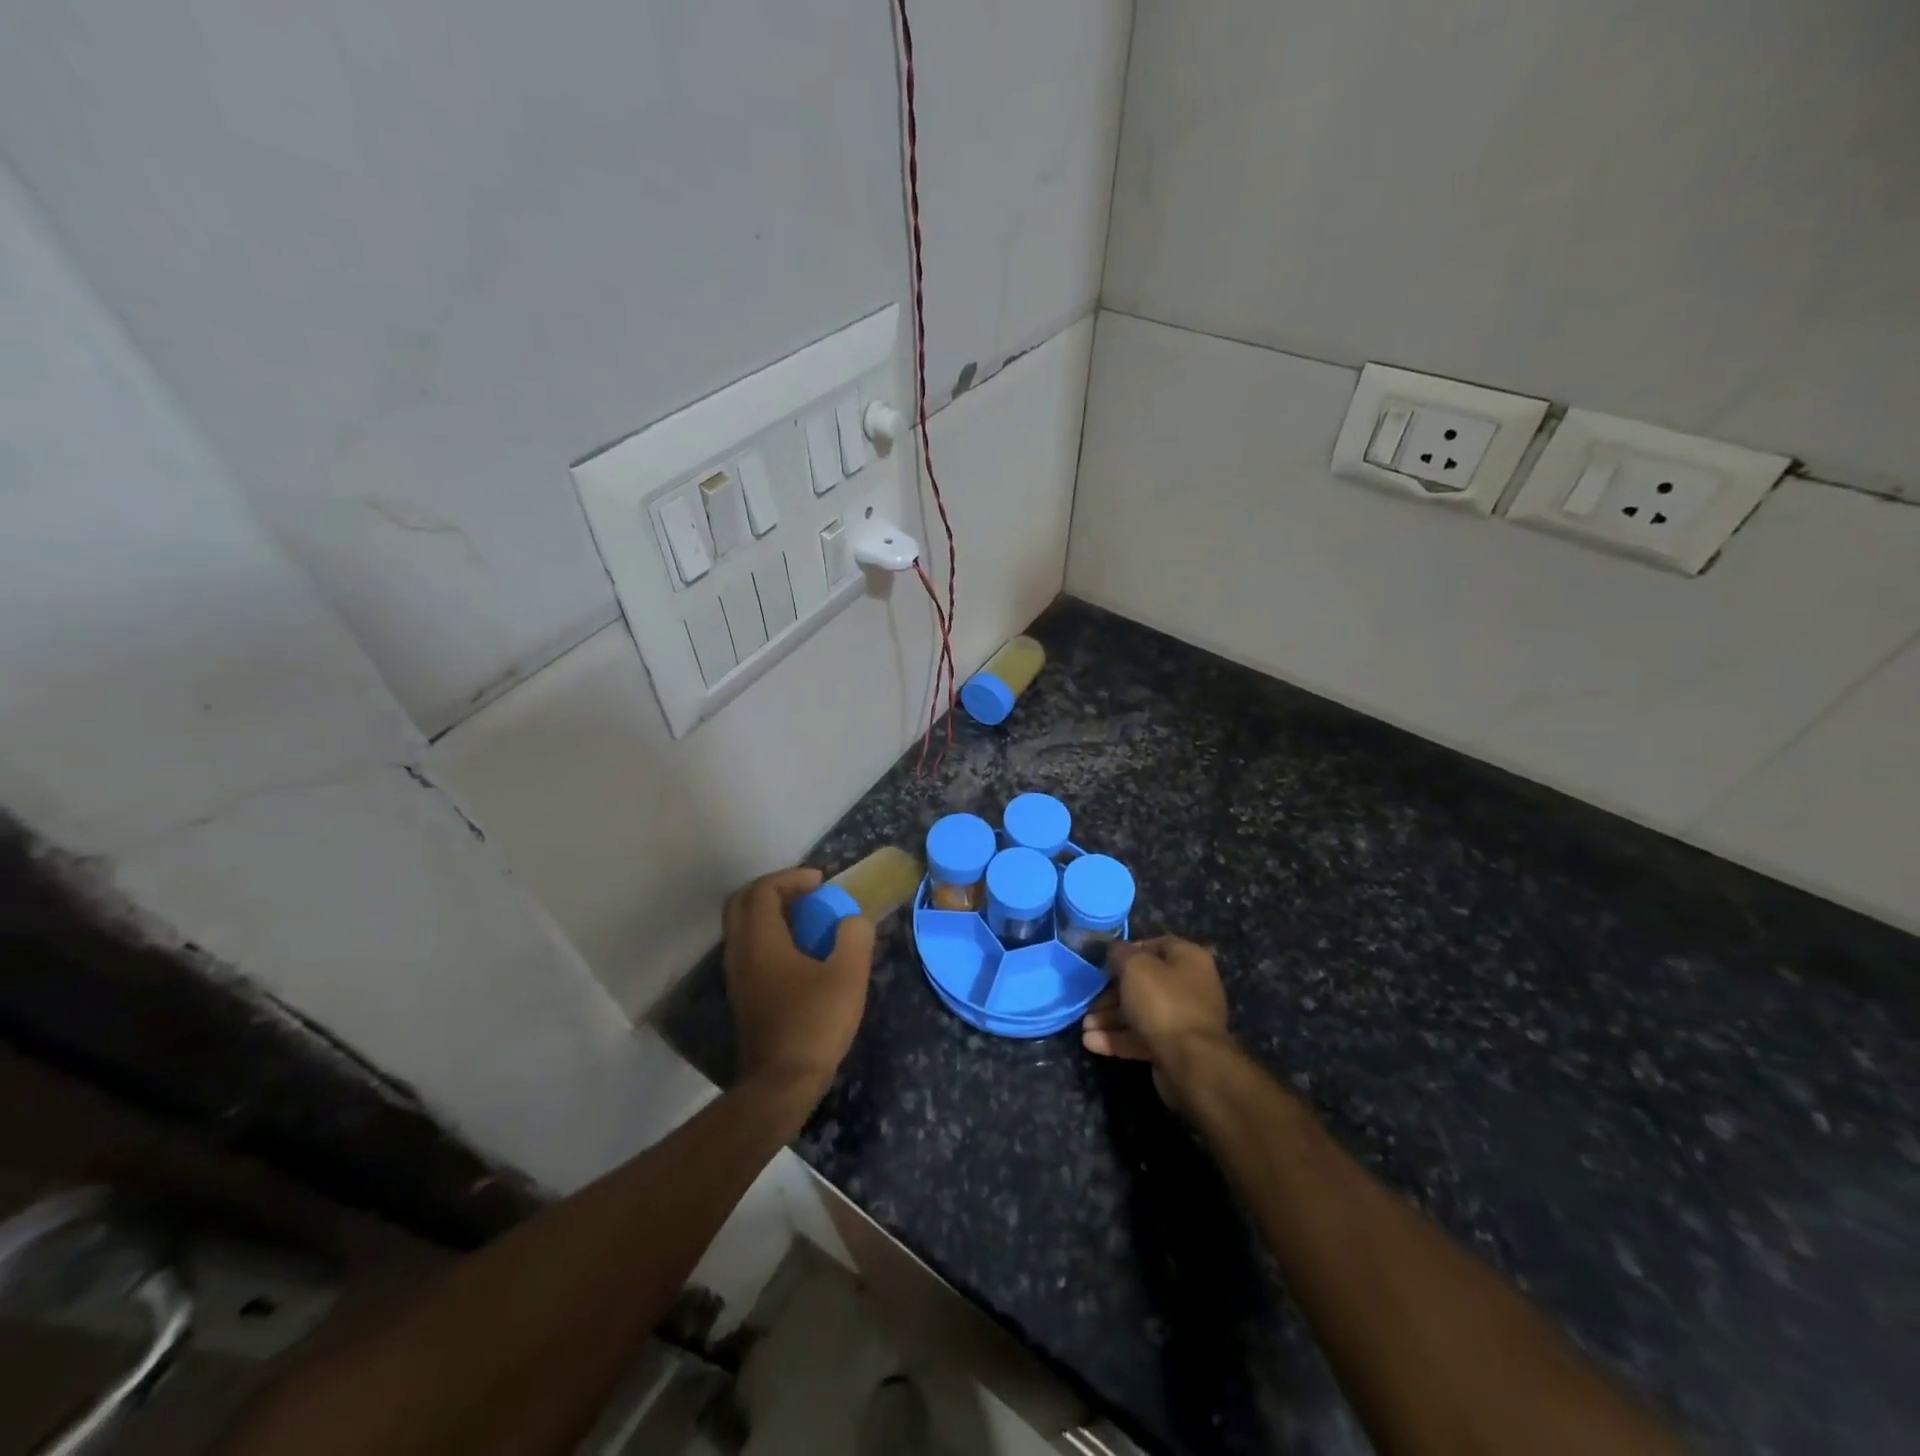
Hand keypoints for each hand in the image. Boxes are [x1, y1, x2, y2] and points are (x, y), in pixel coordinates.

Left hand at [723, 868, 875, 1104]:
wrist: (781, 1084)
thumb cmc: (815, 1023)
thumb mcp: (848, 975)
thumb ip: (854, 937)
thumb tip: (853, 921)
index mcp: (761, 941)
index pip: (763, 890)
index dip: (792, 877)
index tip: (822, 882)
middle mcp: (740, 952)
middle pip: (743, 903)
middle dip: (774, 890)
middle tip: (807, 895)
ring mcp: (737, 976)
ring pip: (743, 927)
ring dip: (772, 914)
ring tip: (808, 920)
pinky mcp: (742, 996)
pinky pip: (749, 949)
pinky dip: (770, 936)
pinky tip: (800, 953)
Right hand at [1081, 935, 1233, 1099]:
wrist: (1191, 1064)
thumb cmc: (1163, 1003)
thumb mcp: (1134, 967)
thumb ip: (1120, 953)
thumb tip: (1116, 953)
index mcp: (1189, 959)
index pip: (1156, 945)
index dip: (1129, 951)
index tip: (1105, 963)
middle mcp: (1190, 986)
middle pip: (1144, 983)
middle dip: (1112, 993)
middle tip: (1090, 1001)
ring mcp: (1183, 1019)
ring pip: (1140, 1012)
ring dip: (1110, 1018)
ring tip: (1085, 1026)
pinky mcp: (1175, 1047)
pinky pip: (1143, 1037)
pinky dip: (1118, 1038)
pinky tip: (1092, 1043)